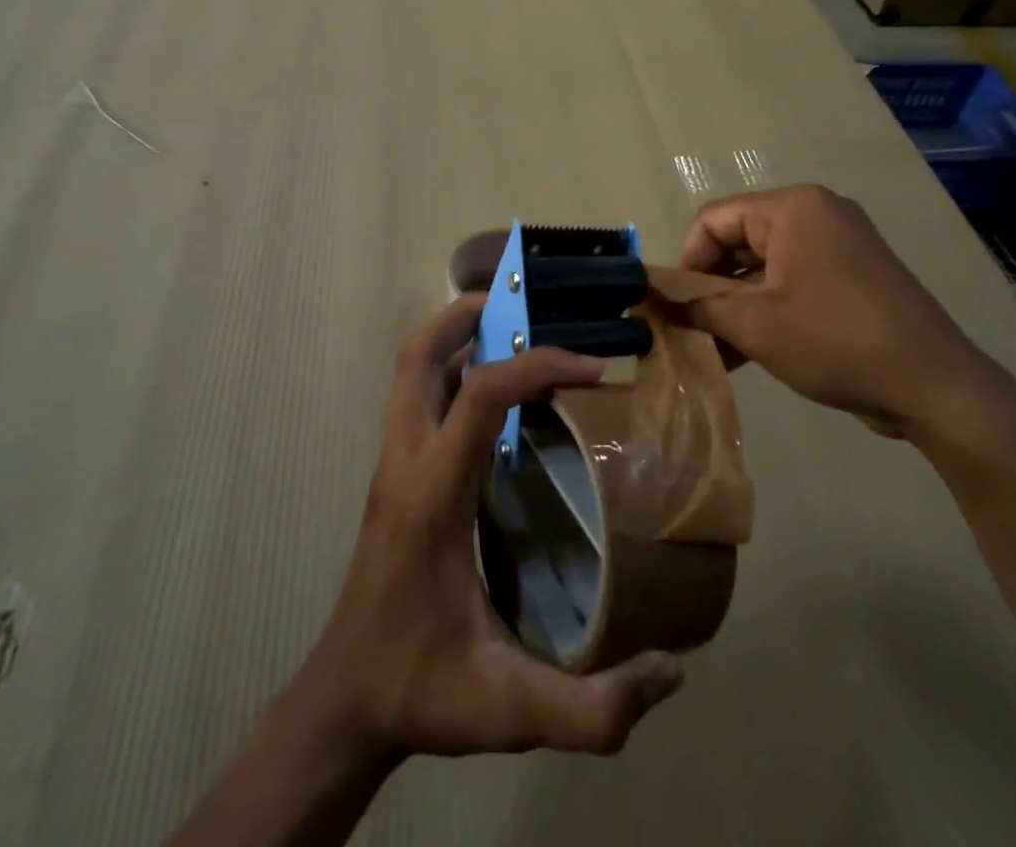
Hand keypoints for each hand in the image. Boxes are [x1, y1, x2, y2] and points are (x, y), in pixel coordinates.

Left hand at [307, 292, 684, 758]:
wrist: (343, 701)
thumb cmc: (420, 689)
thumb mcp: (509, 710)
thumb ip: (593, 709)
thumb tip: (672, 670)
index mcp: (432, 495)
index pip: (481, 394)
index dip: (539, 365)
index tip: (593, 368)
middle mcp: (405, 462)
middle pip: (418, 355)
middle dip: (467, 314)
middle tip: (526, 304)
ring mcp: (392, 464)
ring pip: (410, 369)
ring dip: (455, 336)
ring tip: (514, 331)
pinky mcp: (394, 473)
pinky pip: (417, 396)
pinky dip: (451, 370)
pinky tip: (495, 393)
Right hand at [676, 184, 997, 436]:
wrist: (936, 388)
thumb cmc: (835, 341)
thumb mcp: (753, 325)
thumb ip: (696, 305)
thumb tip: (653, 296)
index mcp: (792, 208)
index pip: (713, 220)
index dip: (687, 262)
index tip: (679, 309)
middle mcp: (816, 214)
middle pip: (738, 242)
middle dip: (711, 289)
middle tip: (694, 332)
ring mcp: (838, 245)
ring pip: (763, 267)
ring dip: (736, 306)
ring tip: (716, 351)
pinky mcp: (852, 277)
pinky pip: (793, 282)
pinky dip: (767, 311)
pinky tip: (746, 353)